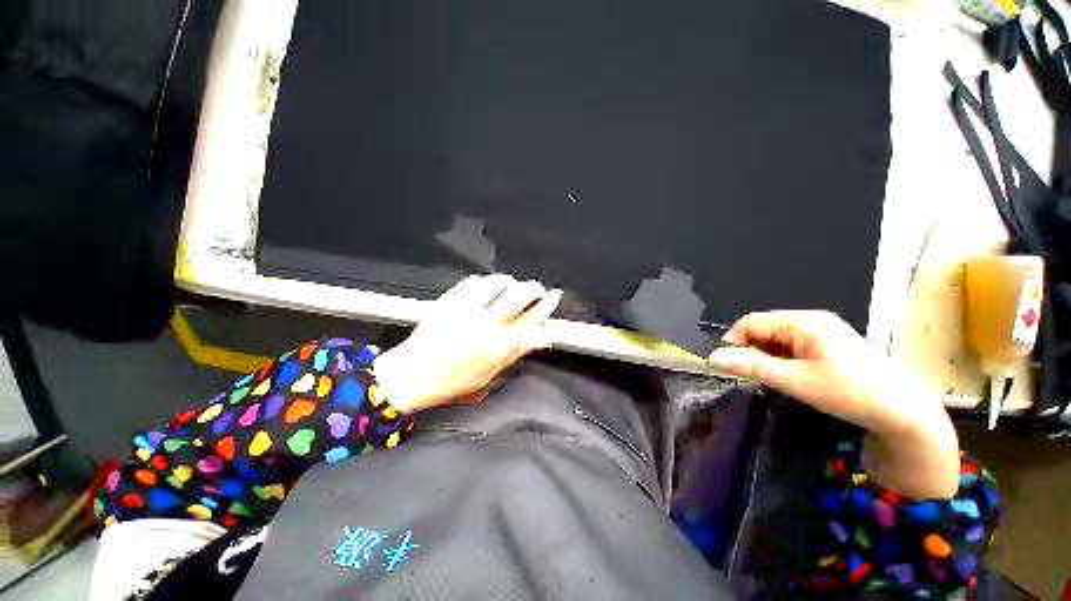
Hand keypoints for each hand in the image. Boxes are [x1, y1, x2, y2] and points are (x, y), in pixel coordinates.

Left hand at [372, 274, 561, 414]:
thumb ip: (516, 353)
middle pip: (518, 294)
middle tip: (537, 290)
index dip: (547, 305)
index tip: (554, 296)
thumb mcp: (489, 375)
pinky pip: (473, 281)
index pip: (531, 318)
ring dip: (509, 282)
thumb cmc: (450, 382)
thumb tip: (541, 340)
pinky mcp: (448, 300)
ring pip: (497, 282)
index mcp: (497, 347)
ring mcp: (465, 309)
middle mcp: (483, 325)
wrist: (413, 374)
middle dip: (534, 288)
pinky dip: (485, 282)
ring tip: (512, 287)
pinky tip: (487, 289)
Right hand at [709, 311, 959, 498]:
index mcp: (805, 321)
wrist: (889, 402)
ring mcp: (826, 332)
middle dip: (753, 351)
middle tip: (745, 382)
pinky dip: (788, 361)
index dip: (735, 341)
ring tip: (767, 384)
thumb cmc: (844, 390)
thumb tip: (717, 357)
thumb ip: (757, 368)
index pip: (756, 320)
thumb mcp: (798, 381)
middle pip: (771, 327)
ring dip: (770, 358)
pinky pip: (800, 347)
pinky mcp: (834, 346)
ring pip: (785, 339)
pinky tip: (791, 381)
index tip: (722, 369)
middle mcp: (814, 320)